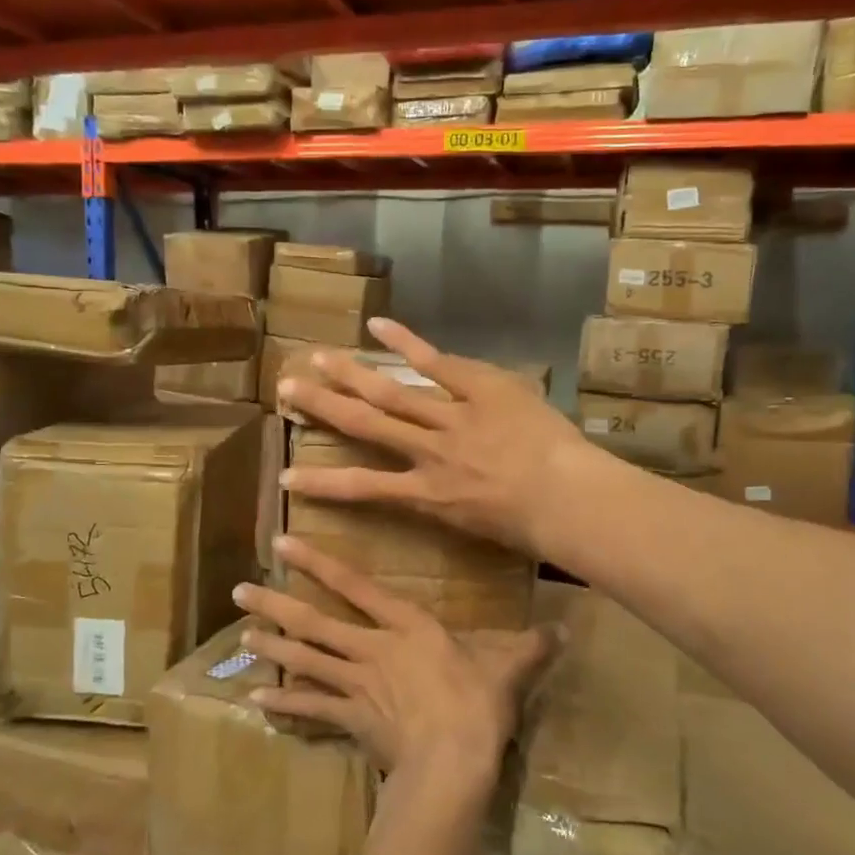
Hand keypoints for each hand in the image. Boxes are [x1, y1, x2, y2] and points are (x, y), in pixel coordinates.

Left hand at [232, 537, 556, 783]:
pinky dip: (284, 703)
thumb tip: (566, 629)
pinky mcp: (350, 719)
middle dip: (276, 603)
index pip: (354, 586)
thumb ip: (530, 646)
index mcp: (405, 625)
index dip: (318, 563)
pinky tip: (256, 699)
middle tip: (239, 589)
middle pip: (315, 621)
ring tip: (242, 633)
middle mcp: (371, 647)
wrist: (453, 761)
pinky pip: (311, 708)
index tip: (283, 545)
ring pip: (305, 659)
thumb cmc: (477, 704)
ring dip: (273, 646)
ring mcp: (355, 684)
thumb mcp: (507, 669)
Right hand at [276, 319, 600, 557]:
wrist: (569, 500)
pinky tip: (377, 326)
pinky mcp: (478, 389)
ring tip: (316, 358)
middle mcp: (428, 453)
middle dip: (322, 407)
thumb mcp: (480, 528)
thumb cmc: (531, 528)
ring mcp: (451, 418)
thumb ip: (450, 508)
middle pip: (365, 425)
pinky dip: (408, 344)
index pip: (363, 488)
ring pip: (390, 393)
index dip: (321, 483)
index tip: (286, 476)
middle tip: (286, 388)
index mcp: (427, 495)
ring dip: (351, 374)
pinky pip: (438, 364)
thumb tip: (433, 495)